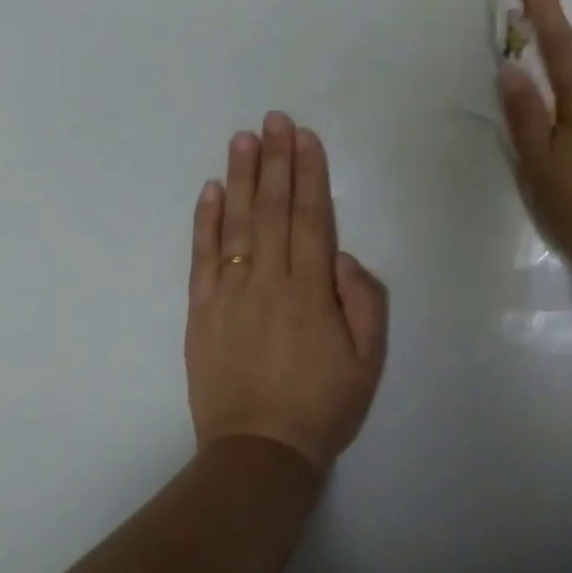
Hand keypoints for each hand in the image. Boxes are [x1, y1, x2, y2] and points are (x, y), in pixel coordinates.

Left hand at [186, 112, 388, 474]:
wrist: (259, 453)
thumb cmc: (324, 405)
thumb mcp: (369, 358)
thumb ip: (364, 300)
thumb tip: (340, 256)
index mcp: (311, 290)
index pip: (310, 217)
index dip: (308, 174)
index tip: (305, 138)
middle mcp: (269, 281)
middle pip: (272, 209)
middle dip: (276, 160)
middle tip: (274, 119)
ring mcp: (229, 294)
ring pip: (235, 224)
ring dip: (240, 177)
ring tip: (243, 138)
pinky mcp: (201, 312)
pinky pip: (202, 258)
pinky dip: (204, 221)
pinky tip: (209, 190)